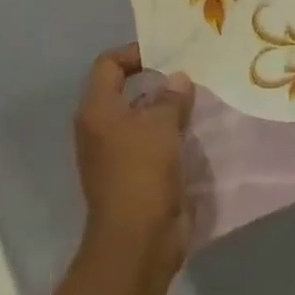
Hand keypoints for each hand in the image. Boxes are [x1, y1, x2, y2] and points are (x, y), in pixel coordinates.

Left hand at [74, 43, 194, 272]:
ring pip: (141, 119)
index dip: (135, 53)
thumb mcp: (162, 124)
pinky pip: (151, 144)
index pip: (108, 64)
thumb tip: (178, 79)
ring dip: (166, 110)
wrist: (138, 240)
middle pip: (125, 91)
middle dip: (156, 82)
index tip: (166, 54)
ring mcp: (115, 156)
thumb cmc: (142, 171)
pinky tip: (194, 132)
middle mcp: (100, 129)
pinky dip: (169, 136)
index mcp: (98, 110)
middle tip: (188, 75)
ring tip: (197, 100)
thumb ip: (171, 96)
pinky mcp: (133, 177)